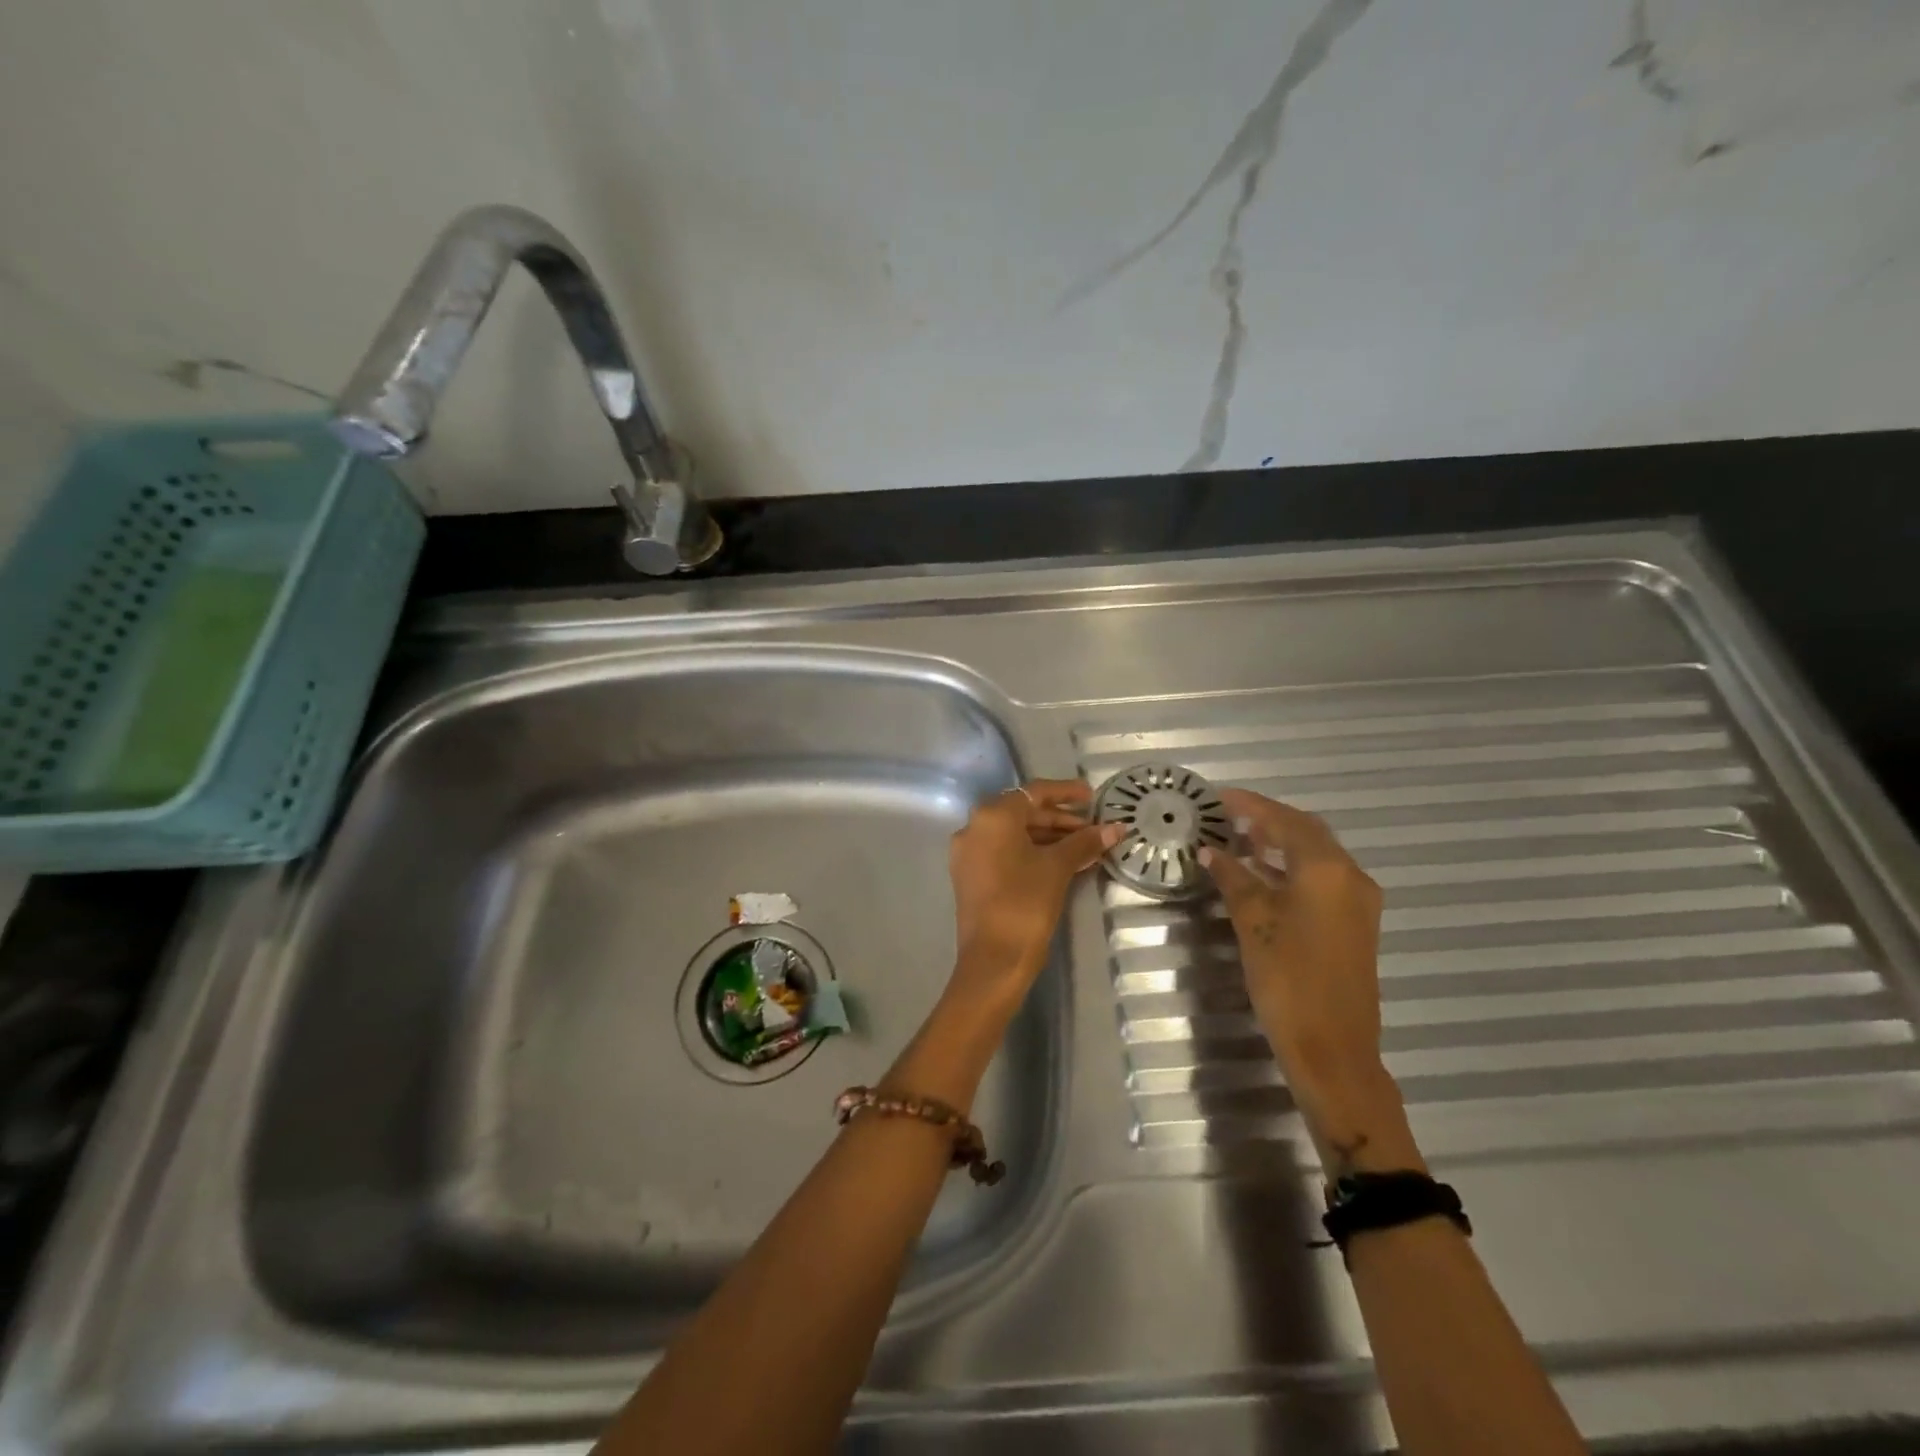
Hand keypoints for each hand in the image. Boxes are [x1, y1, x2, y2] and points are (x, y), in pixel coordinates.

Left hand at [947, 779, 1118, 1005]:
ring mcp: (968, 854)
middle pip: (1023, 813)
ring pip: (1014, 835)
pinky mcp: (970, 876)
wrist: (993, 960)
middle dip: (1060, 819)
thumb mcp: (1058, 868)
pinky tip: (1062, 863)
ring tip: (1085, 848)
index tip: (1093, 797)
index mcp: (992, 816)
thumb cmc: (1025, 903)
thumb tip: (1116, 828)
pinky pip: (1005, 853)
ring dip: (1049, 838)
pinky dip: (1032, 853)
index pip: (1034, 793)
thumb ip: (1085, 842)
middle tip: (1093, 829)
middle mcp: (973, 827)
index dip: (1066, 792)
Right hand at [1201, 789, 1416, 1172]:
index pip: (1285, 821)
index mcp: (1326, 869)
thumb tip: (1212, 851)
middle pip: (1307, 832)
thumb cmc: (1287, 979)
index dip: (1251, 805)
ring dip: (1280, 844)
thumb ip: (1233, 878)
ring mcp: (1358, 901)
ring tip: (1239, 840)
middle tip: (1228, 816)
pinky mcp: (1356, 923)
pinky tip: (1263, 875)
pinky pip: (1323, 878)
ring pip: (1317, 855)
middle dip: (1268, 820)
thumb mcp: (1252, 922)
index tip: (1219, 796)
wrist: (1333, 1048)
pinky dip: (1292, 868)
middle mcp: (1350, 876)